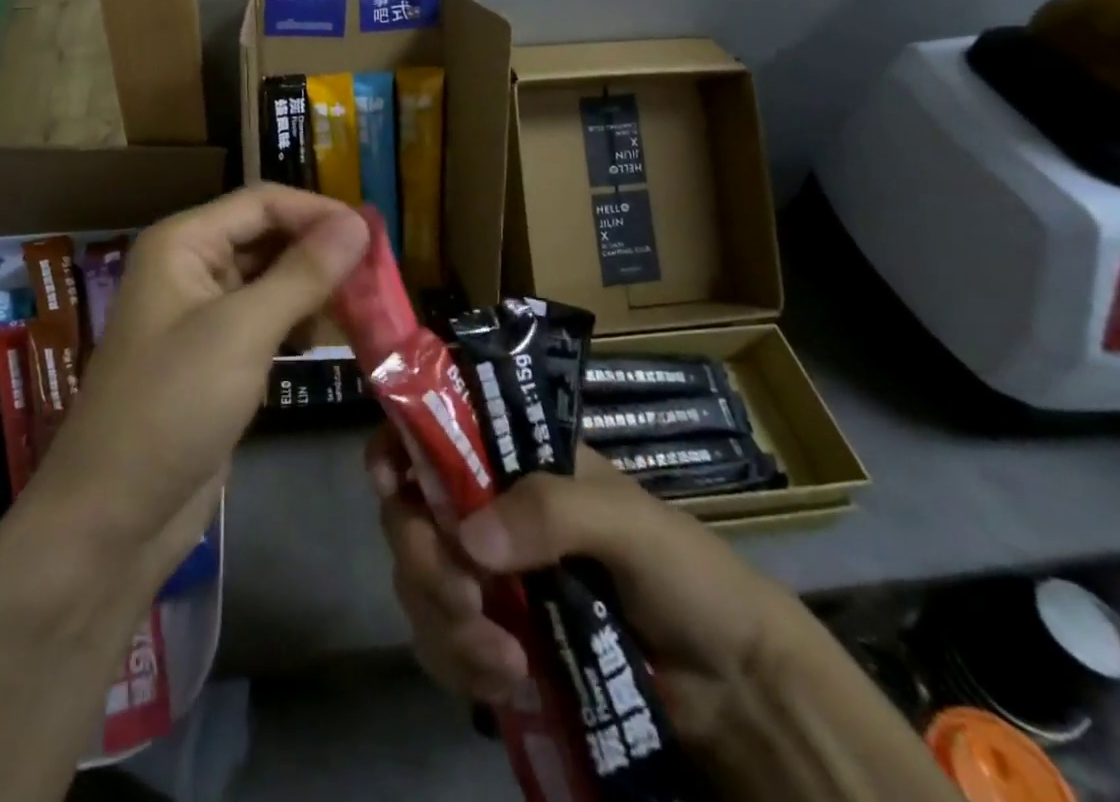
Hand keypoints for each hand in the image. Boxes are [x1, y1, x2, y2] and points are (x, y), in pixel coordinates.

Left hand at [31, 185, 368, 585]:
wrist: (113, 517)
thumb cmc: (172, 405)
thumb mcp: (242, 332)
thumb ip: (303, 273)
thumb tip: (358, 222)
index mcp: (183, 244)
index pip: (261, 202)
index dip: (318, 211)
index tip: (375, 235)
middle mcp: (190, 268)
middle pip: (268, 237)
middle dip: (321, 251)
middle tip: (379, 274)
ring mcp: (202, 315)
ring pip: (271, 280)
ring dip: (316, 288)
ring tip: (368, 306)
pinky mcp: (216, 357)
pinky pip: (266, 321)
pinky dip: (300, 323)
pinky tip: (333, 339)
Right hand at [371, 434, 808, 743]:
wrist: (731, 688)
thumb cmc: (685, 574)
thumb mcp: (628, 524)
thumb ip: (553, 511)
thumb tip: (469, 536)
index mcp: (517, 462)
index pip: (440, 430)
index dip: (400, 443)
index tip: (388, 479)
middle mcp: (490, 509)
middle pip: (412, 511)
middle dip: (423, 556)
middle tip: (465, 598)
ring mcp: (489, 575)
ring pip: (418, 580)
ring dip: (443, 622)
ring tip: (502, 659)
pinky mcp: (493, 637)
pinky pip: (440, 643)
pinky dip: (459, 663)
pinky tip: (506, 681)